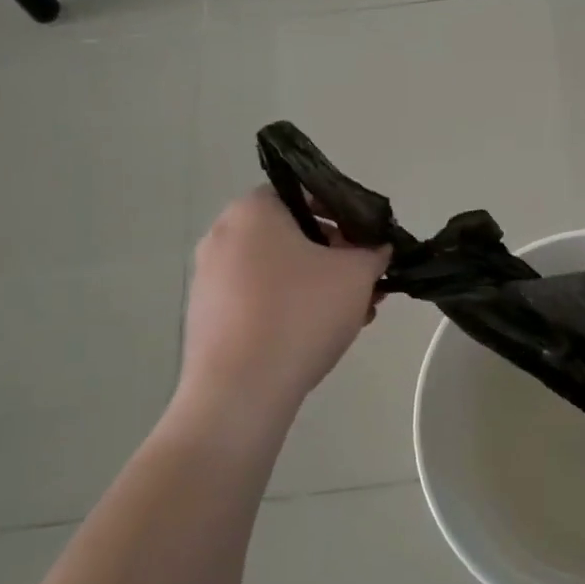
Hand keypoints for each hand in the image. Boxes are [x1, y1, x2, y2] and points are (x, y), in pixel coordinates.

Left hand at [173, 187, 390, 424]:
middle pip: (292, 234)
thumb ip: (374, 252)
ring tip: (353, 315)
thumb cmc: (301, 313)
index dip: (343, 213)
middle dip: (335, 256)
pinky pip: (259, 299)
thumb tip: (377, 249)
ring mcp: (209, 278)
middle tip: (367, 281)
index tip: (366, 241)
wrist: (240, 390)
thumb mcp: (357, 274)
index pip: (304, 193)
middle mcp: (222, 235)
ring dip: (318, 285)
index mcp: (253, 211)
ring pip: (278, 270)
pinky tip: (320, 336)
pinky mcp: (207, 317)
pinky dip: (290, 307)